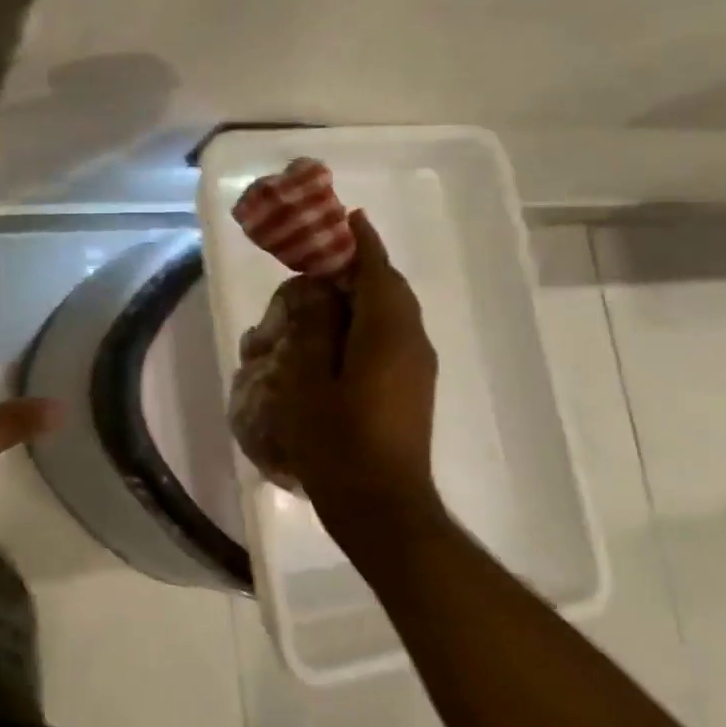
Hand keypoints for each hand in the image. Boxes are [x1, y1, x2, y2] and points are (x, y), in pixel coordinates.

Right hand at [257, 210, 443, 537]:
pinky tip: (334, 340)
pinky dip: (365, 323)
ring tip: (320, 299)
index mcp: (388, 332)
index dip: (360, 242)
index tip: (345, 218)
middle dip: (359, 267)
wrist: (382, 508)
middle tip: (319, 261)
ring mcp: (417, 369)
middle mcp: (411, 342)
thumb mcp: (308, 379)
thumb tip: (320, 289)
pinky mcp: (412, 390)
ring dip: (361, 297)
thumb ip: (313, 326)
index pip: (377, 271)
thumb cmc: (337, 441)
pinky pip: (391, 338)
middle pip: (388, 289)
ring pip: (391, 315)